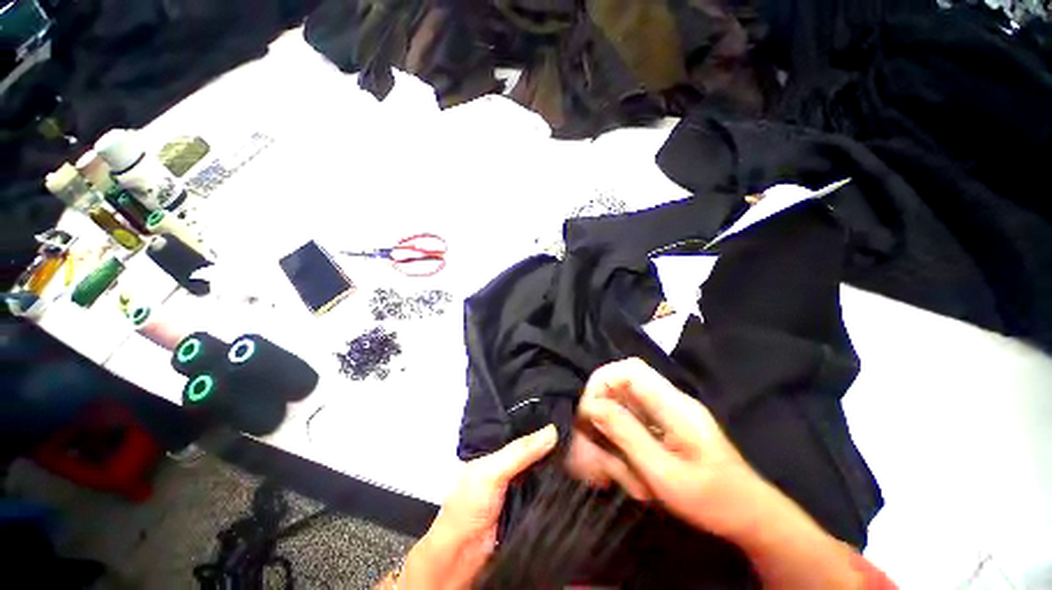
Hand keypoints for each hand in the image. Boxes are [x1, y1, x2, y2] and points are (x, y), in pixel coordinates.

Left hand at [395, 425, 557, 589]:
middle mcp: (507, 463)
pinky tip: (571, 472)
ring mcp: (518, 483)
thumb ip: (520, 452)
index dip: (536, 421)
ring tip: (577, 446)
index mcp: (494, 449)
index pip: (519, 429)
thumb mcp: (492, 471)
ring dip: (555, 462)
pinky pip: (545, 487)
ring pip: (540, 467)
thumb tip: (552, 431)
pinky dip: (555, 481)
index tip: (560, 412)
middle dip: (549, 441)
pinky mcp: (527, 503)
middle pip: (532, 448)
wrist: (465, 556)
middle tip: (573, 429)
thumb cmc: (468, 506)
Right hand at [565, 357, 767, 539]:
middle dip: (600, 416)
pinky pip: (631, 426)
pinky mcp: (664, 429)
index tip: (588, 413)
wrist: (752, 518)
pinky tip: (618, 473)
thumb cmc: (713, 501)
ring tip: (604, 472)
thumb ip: (626, 435)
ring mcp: (667, 415)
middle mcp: (669, 402)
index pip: (629, 370)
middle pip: (621, 389)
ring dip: (608, 437)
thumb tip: (592, 406)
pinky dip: (618, 446)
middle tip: (588, 450)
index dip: (602, 383)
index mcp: (674, 405)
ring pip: (622, 410)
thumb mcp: (664, 474)